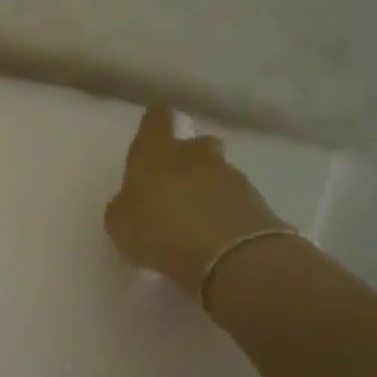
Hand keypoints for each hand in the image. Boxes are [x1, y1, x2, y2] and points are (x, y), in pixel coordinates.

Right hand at [104, 105, 283, 294]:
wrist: (229, 256)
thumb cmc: (160, 231)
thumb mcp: (120, 224)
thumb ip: (125, 206)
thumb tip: (131, 202)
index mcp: (157, 153)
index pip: (157, 120)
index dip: (155, 124)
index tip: (153, 133)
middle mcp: (195, 155)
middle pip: (196, 144)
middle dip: (189, 158)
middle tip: (176, 184)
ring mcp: (230, 176)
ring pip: (217, 173)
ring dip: (207, 189)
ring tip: (195, 220)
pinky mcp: (256, 202)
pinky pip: (234, 201)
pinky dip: (225, 212)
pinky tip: (214, 237)